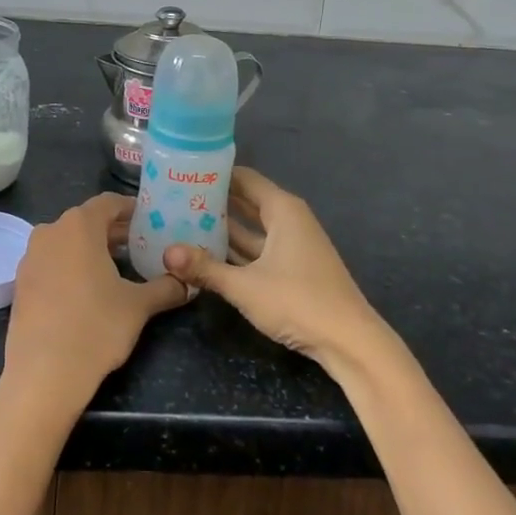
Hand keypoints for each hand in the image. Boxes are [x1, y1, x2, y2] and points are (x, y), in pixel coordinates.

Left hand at [0, 192, 187, 416]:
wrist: (43, 374)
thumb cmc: (96, 328)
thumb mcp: (139, 306)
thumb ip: (166, 287)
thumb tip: (188, 283)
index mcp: (79, 226)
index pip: (109, 203)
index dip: (132, 209)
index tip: (151, 221)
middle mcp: (50, 232)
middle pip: (87, 221)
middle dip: (115, 231)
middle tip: (142, 246)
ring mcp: (31, 257)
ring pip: (67, 241)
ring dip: (92, 249)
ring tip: (119, 268)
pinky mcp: (20, 282)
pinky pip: (52, 262)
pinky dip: (72, 266)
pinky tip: (89, 290)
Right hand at [163, 167, 386, 372]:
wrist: (350, 342)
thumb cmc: (298, 302)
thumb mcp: (245, 286)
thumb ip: (205, 268)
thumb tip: (165, 252)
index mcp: (282, 210)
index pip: (244, 178)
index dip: (215, 174)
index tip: (183, 172)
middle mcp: (288, 220)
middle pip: (246, 201)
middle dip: (214, 200)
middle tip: (175, 197)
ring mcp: (292, 245)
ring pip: (251, 227)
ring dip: (223, 226)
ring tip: (183, 221)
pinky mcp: (292, 268)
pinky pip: (258, 248)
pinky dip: (236, 248)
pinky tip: (209, 253)